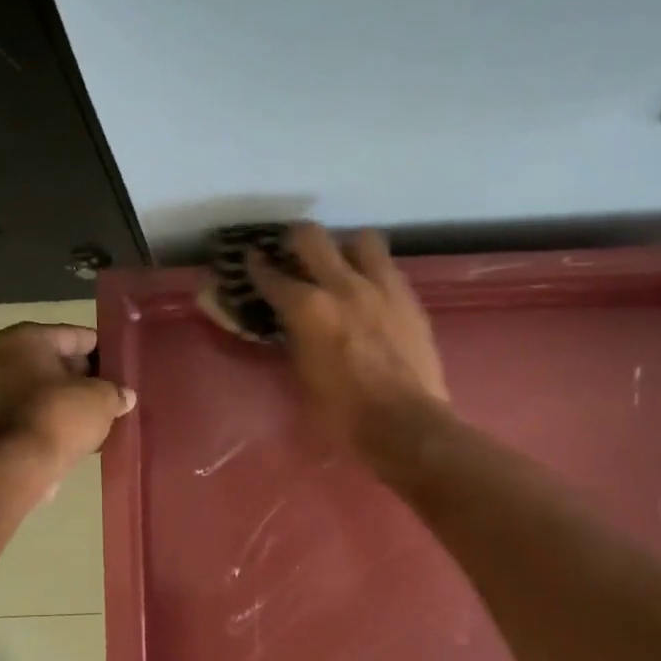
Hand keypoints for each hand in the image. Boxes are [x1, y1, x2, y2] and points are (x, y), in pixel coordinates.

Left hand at [0, 323, 134, 476]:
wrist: (20, 465)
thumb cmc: (60, 415)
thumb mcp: (102, 398)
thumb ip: (116, 391)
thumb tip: (125, 396)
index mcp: (24, 339)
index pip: (75, 336)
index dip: (103, 351)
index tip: (122, 366)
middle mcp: (1, 360)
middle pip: (56, 363)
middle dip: (84, 378)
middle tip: (113, 392)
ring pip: (44, 391)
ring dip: (69, 401)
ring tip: (100, 415)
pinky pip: (34, 414)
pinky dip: (54, 420)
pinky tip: (79, 434)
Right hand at [248, 223, 447, 456]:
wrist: (405, 423)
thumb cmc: (344, 414)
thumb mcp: (305, 377)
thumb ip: (297, 340)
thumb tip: (294, 324)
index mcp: (308, 310)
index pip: (272, 277)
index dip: (257, 266)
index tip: (251, 258)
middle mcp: (342, 286)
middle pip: (312, 237)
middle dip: (295, 238)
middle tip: (292, 250)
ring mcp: (381, 286)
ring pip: (360, 239)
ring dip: (346, 247)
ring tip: (343, 264)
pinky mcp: (409, 297)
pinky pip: (388, 267)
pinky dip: (374, 271)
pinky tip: (371, 290)